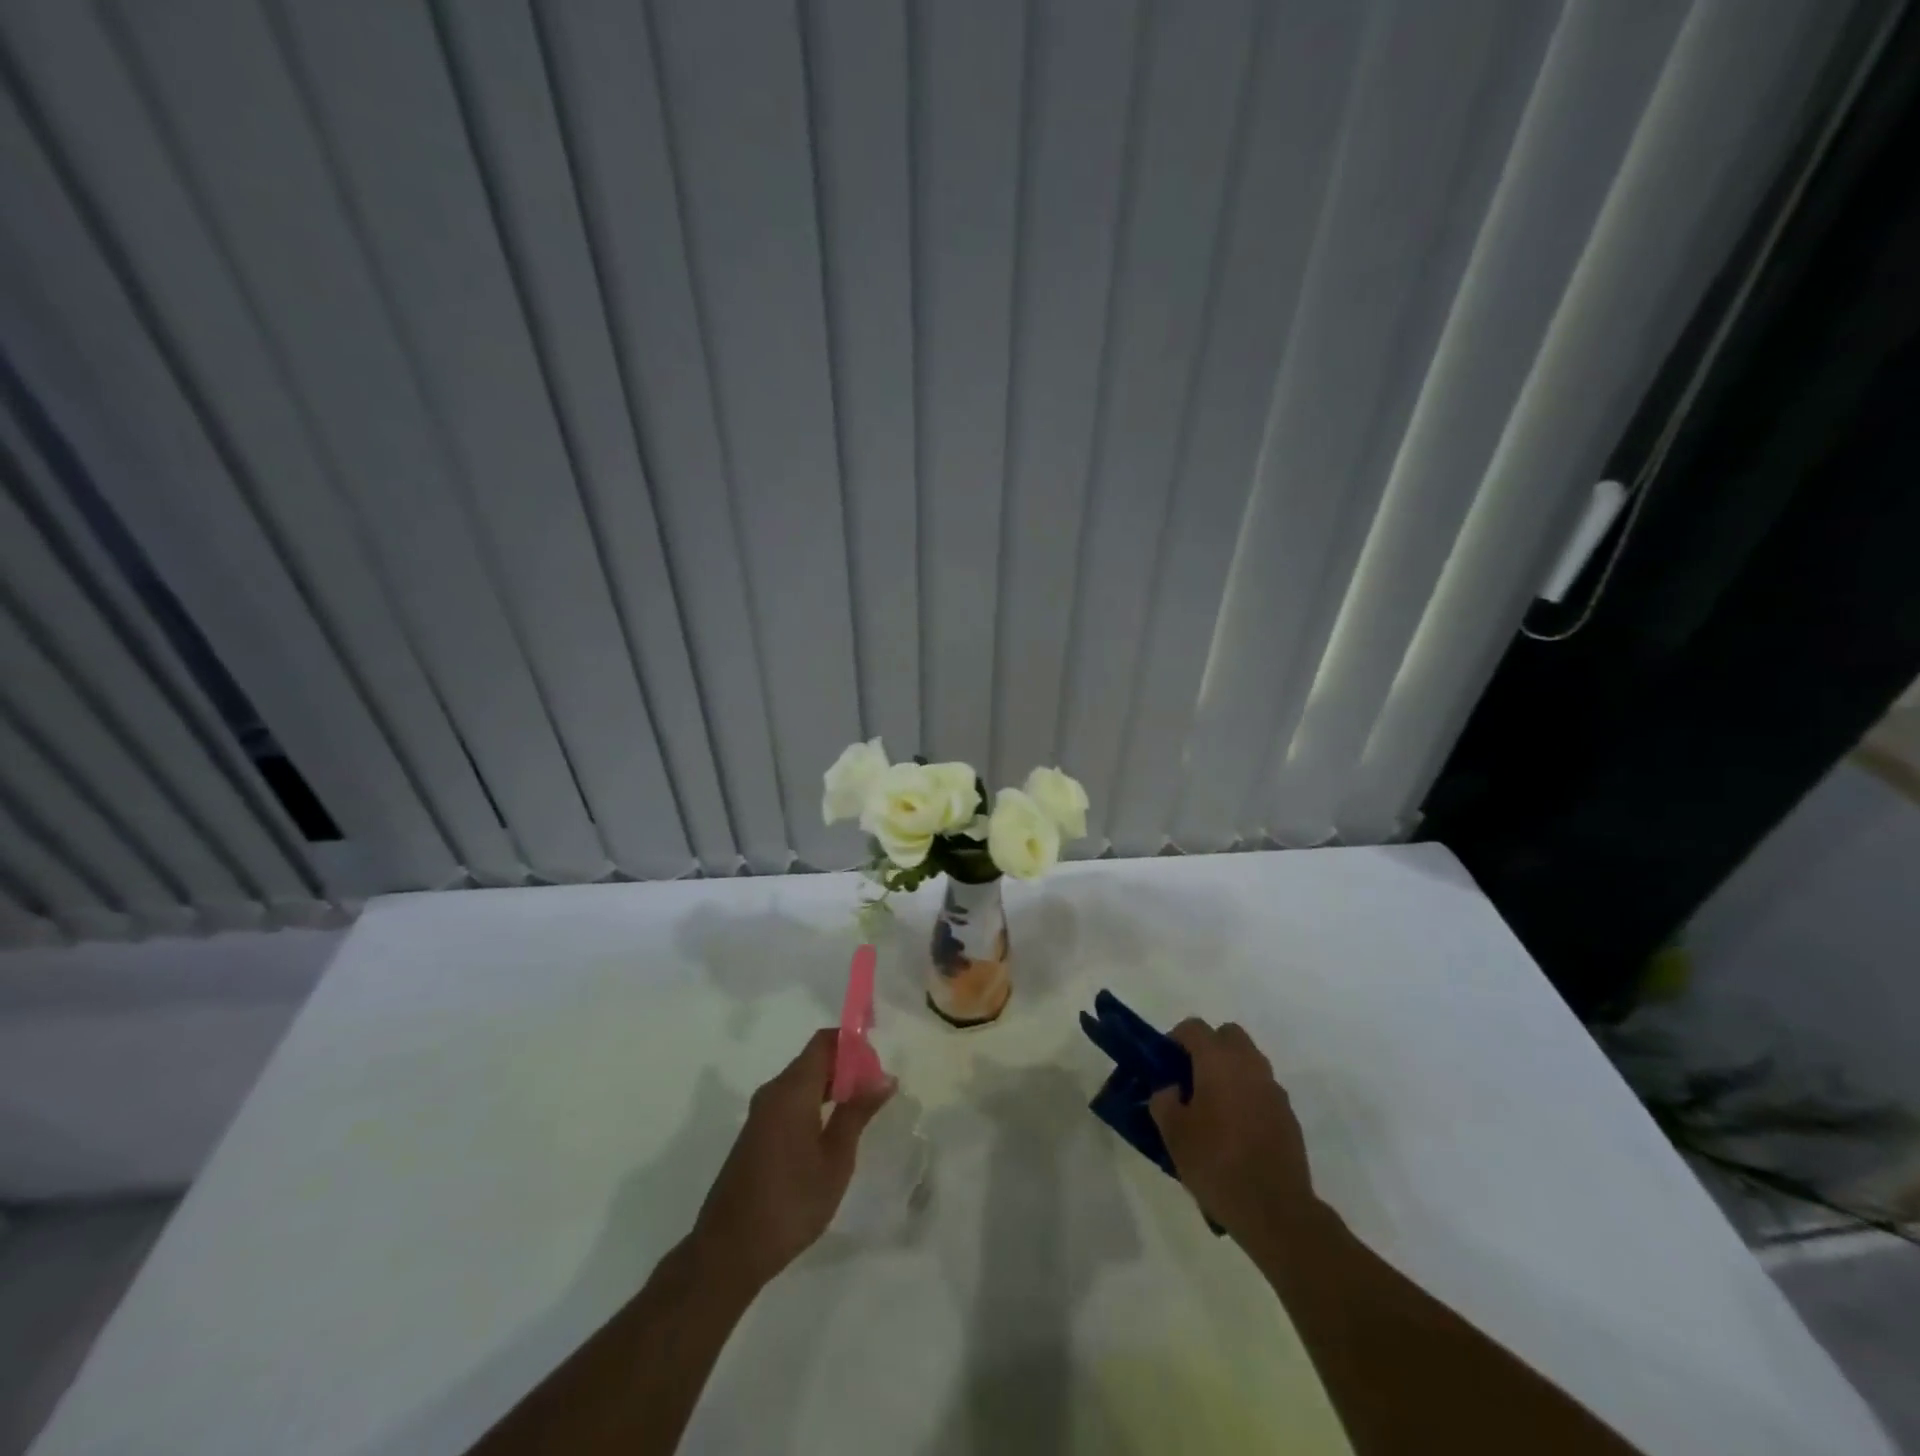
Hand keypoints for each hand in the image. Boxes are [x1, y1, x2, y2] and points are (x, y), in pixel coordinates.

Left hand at [689, 1029, 895, 1288]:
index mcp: (792, 1090)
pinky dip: (816, 1102)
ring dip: (833, 1086)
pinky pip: (791, 1100)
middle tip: (876, 1092)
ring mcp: (761, 1113)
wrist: (729, 1251)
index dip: (853, 1043)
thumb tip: (885, 1077)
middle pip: (814, 1058)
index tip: (879, 1064)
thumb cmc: (791, 1203)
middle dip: (848, 1066)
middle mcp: (773, 1092)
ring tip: (861, 1111)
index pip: (824, 1042)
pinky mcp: (756, 1133)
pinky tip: (832, 1131)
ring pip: (803, 1080)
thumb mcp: (835, 1159)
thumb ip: (857, 1113)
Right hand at [1149, 1019, 1316, 1241]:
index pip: (1193, 1028)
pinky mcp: (1289, 1115)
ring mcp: (1273, 1089)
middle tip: (1191, 1079)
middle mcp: (1249, 1065)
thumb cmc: (1217, 1163)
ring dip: (1230, 1072)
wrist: (1276, 1210)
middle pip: (1227, 1036)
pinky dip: (1248, 1096)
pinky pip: (1262, 1090)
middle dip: (1208, 1048)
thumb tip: (1169, 1089)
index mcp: (1218, 1060)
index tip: (1165, 1064)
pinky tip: (1237, 1131)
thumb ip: (1163, 1100)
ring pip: (1248, 1061)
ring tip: (1213, 1108)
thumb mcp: (1173, 1133)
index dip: (1175, 1039)